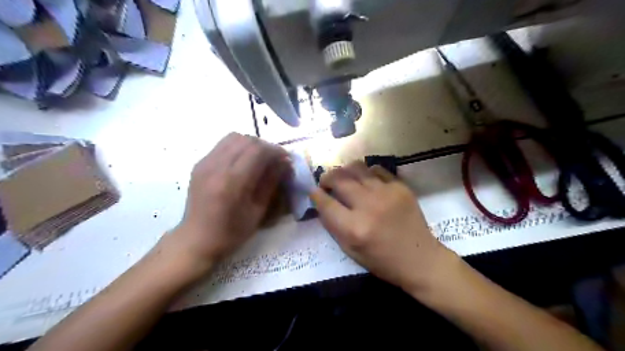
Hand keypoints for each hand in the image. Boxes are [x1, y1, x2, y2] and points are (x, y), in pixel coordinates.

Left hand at [168, 132, 289, 266]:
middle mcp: (216, 166)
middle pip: (246, 140)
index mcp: (232, 182)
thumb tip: (285, 162)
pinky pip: (223, 144)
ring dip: (251, 144)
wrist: (197, 238)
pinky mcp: (200, 163)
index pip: (258, 150)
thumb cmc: (232, 231)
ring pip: (234, 137)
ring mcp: (205, 163)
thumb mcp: (258, 210)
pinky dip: (238, 147)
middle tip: (275, 159)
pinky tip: (243, 161)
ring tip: (260, 158)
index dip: (275, 151)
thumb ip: (271, 182)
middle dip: (265, 146)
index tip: (286, 159)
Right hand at [309, 162, 457, 292]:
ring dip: (344, 170)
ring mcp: (386, 193)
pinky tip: (366, 180)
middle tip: (326, 182)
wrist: (420, 260)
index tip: (314, 192)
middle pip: (339, 180)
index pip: (326, 203)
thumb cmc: (382, 261)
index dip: (316, 195)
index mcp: (354, 228)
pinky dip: (366, 172)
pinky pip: (376, 169)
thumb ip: (333, 226)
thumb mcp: (350, 251)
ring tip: (344, 177)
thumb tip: (322, 202)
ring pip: (356, 168)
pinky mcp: (400, 187)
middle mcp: (368, 206)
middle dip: (326, 178)